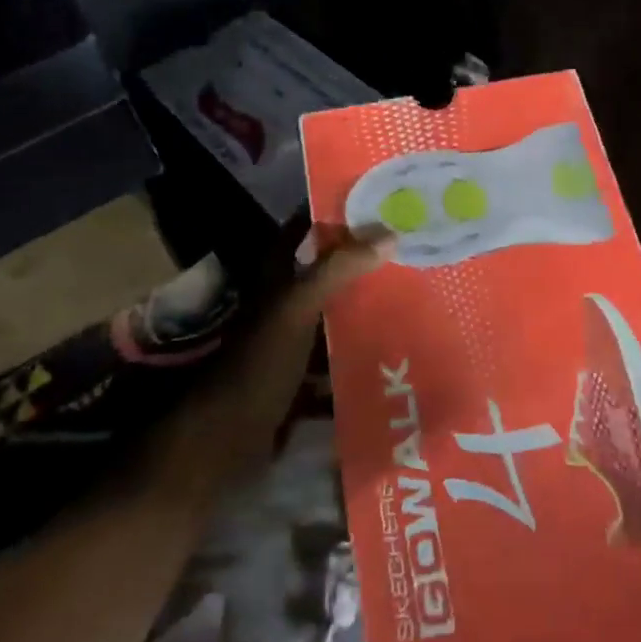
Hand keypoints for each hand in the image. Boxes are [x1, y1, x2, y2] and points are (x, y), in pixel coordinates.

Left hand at [151, 231, 390, 497]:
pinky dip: (362, 360)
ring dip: (367, 311)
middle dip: (364, 263)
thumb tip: (388, 233)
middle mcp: (283, 306)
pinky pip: (338, 363)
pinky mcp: (302, 381)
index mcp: (276, 279)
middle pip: (326, 274)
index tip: (377, 199)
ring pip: (335, 319)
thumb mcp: (296, 310)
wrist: (224, 442)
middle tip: (412, 250)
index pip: (303, 230)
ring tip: (416, 299)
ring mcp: (292, 345)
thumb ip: (337, 270)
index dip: (333, 212)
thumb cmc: (257, 366)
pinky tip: (397, 357)